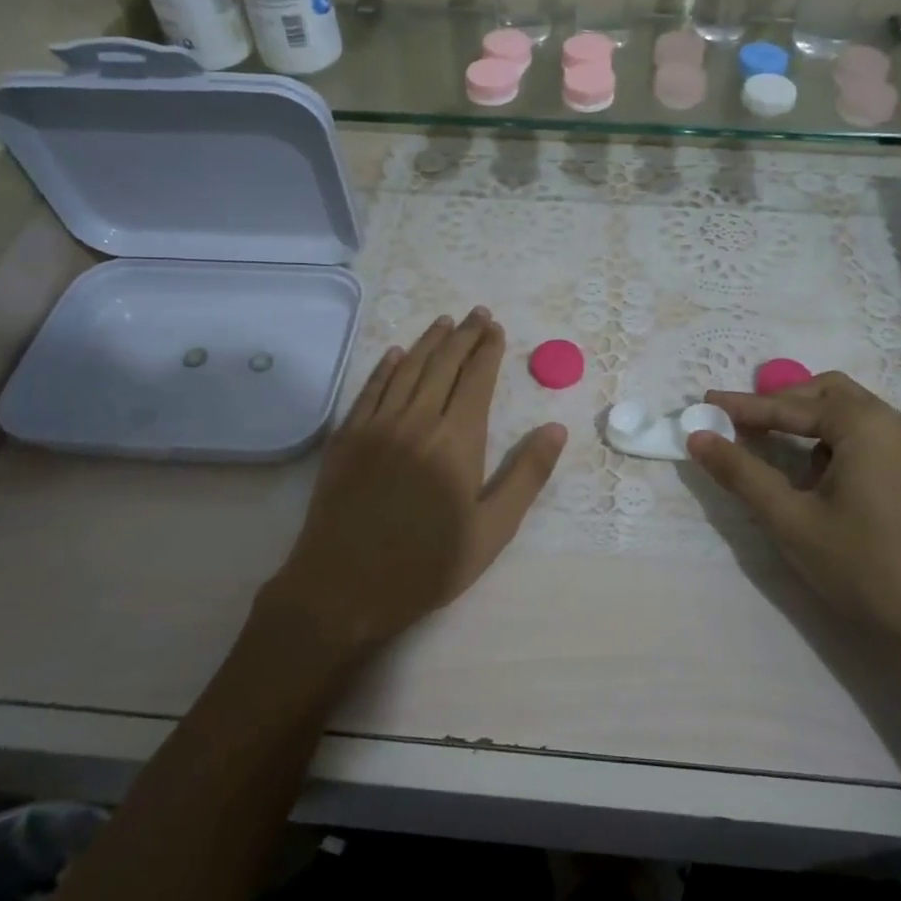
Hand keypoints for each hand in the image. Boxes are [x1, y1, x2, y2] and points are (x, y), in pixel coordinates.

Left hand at [261, 309, 566, 654]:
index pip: (477, 379)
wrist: (344, 586)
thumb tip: (556, 428)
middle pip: (443, 364)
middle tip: (477, 313)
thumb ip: (526, 475)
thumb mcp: (493, 530)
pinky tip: (394, 353)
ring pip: (407, 369)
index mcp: (457, 439)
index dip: (489, 350)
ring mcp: (377, 425)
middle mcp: (417, 419)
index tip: (497, 329)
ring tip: (445, 322)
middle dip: (464, 336)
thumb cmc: (428, 564)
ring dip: (428, 342)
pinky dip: (385, 367)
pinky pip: (370, 389)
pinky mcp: (347, 437)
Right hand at [687, 372, 900, 663]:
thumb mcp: (791, 520)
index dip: (743, 406)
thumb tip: (699, 437)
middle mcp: (895, 424)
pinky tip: (821, 479)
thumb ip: (742, 473)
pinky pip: (870, 438)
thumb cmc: (864, 567)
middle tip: (742, 423)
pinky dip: (835, 441)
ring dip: (809, 423)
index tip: (705, 404)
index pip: (790, 406)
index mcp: (866, 425)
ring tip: (777, 451)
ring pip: (851, 415)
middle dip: (781, 405)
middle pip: (827, 395)